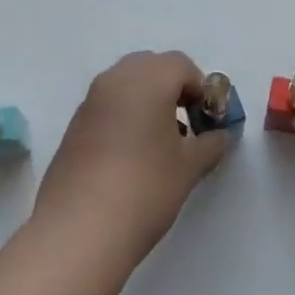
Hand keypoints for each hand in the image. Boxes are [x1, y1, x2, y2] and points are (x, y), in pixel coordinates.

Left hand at [30, 51, 230, 263]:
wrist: (81, 229)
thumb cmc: (146, 188)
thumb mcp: (189, 167)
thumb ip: (210, 144)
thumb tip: (220, 136)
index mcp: (146, 80)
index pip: (180, 65)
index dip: (200, 88)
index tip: (208, 120)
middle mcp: (114, 81)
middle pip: (150, 66)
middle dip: (172, 88)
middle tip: (186, 125)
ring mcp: (89, 102)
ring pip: (125, 85)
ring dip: (147, 101)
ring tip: (161, 144)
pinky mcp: (74, 126)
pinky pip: (107, 106)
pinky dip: (125, 116)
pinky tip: (133, 156)